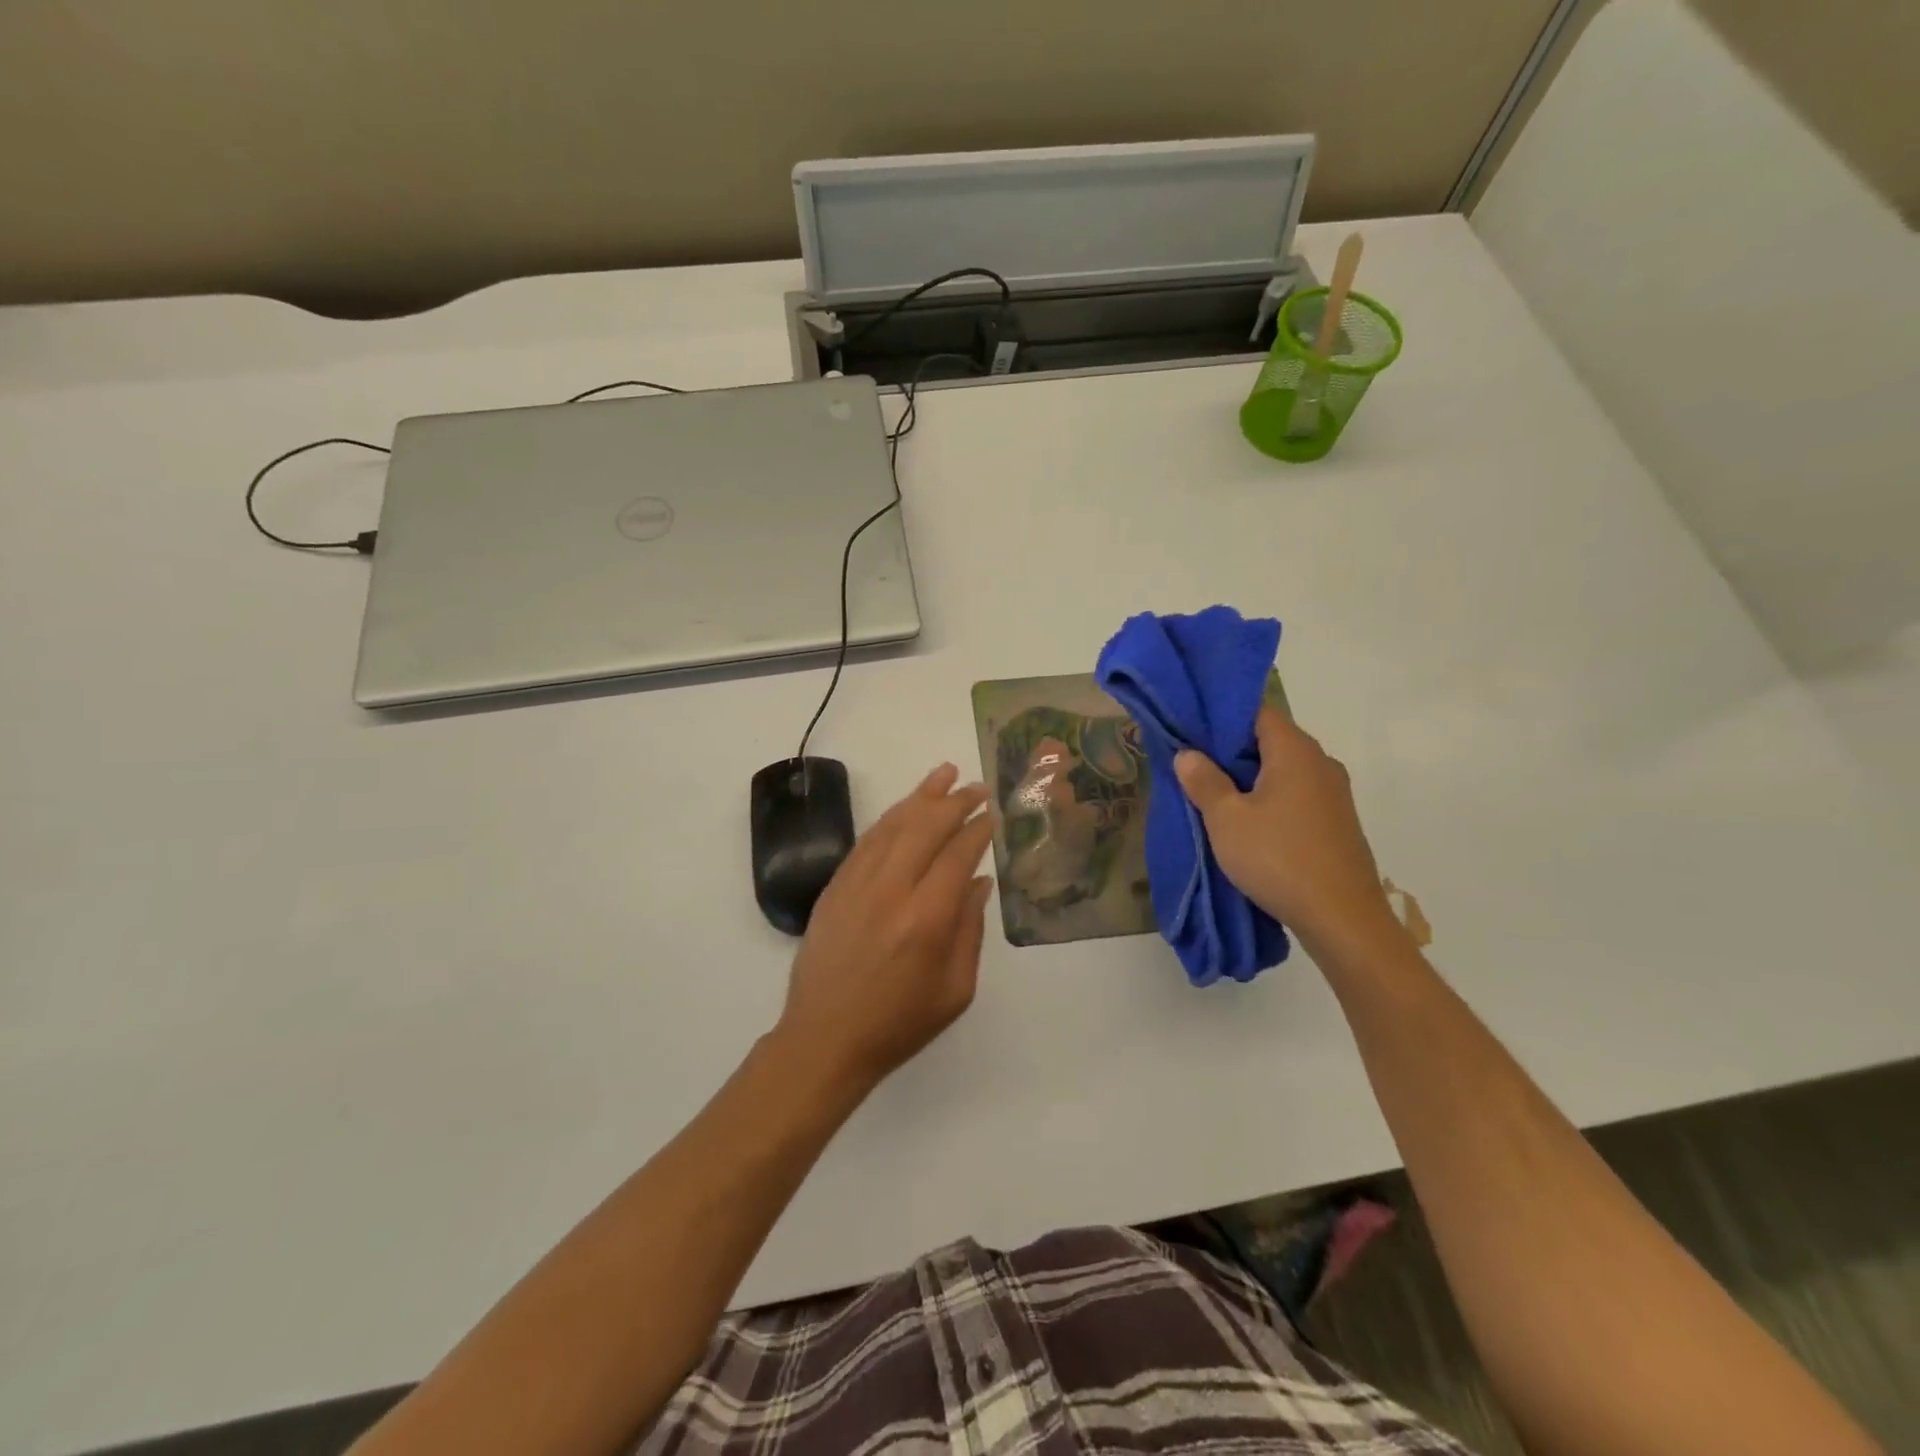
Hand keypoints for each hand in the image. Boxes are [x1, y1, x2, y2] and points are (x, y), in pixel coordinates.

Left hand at [775, 764, 994, 1092]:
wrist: (824, 1039)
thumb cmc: (899, 1023)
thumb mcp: (955, 990)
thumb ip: (970, 929)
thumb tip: (979, 881)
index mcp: (927, 919)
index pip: (958, 854)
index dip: (978, 829)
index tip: (993, 814)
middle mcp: (891, 890)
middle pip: (926, 827)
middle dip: (955, 801)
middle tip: (977, 786)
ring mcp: (857, 884)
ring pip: (893, 825)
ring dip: (921, 796)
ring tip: (944, 772)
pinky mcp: (834, 887)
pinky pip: (866, 840)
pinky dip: (890, 818)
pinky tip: (905, 809)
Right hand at [1175, 709, 1402, 958]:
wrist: (1343, 919)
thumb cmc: (1278, 858)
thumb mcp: (1226, 819)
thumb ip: (1204, 781)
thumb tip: (1187, 753)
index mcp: (1295, 751)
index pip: (1257, 711)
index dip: (1221, 716)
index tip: (1191, 728)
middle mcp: (1320, 762)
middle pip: (1270, 739)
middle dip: (1231, 749)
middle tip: (1193, 763)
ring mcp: (1334, 794)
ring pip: (1283, 770)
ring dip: (1250, 777)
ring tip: (1214, 794)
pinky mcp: (1337, 822)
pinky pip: (1296, 795)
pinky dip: (1270, 798)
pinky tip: (1249, 822)